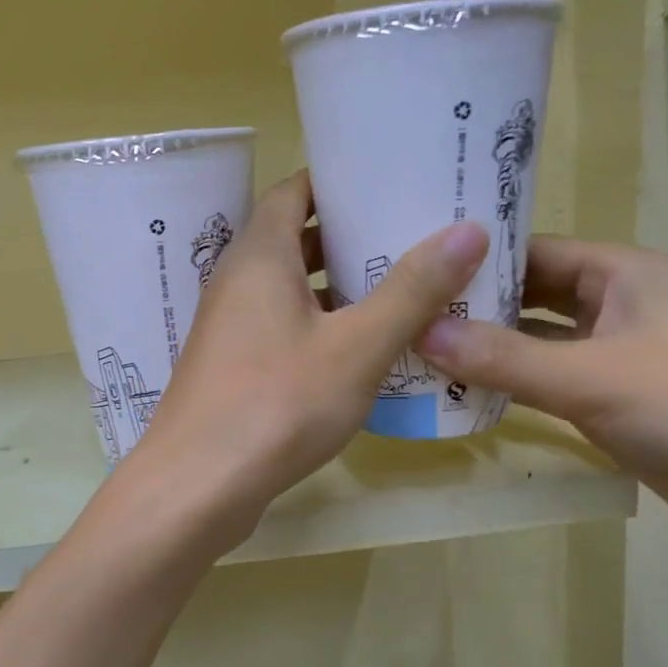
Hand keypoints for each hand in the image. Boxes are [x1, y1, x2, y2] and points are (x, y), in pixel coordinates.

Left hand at [129, 170, 488, 543]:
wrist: (198, 487)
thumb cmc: (277, 404)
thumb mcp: (357, 346)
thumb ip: (412, 290)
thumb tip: (469, 229)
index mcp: (260, 255)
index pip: (296, 189)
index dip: (340, 180)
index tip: (392, 179)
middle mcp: (238, 281)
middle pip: (296, 238)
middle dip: (351, 235)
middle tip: (413, 236)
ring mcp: (231, 327)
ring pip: (292, 289)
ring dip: (340, 287)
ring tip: (404, 290)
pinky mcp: (234, 367)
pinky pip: (284, 328)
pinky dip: (322, 326)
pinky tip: (365, 350)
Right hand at [416, 238, 667, 549]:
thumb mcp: (591, 376)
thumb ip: (504, 358)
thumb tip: (420, 333)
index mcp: (621, 273)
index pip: (532, 251)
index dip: (475, 260)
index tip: (414, 271)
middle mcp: (614, 303)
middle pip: (528, 296)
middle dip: (474, 307)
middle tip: (404, 315)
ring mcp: (611, 353)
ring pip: (534, 341)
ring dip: (486, 349)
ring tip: (417, 352)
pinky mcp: (609, 398)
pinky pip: (545, 381)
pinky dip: (507, 385)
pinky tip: (459, 393)